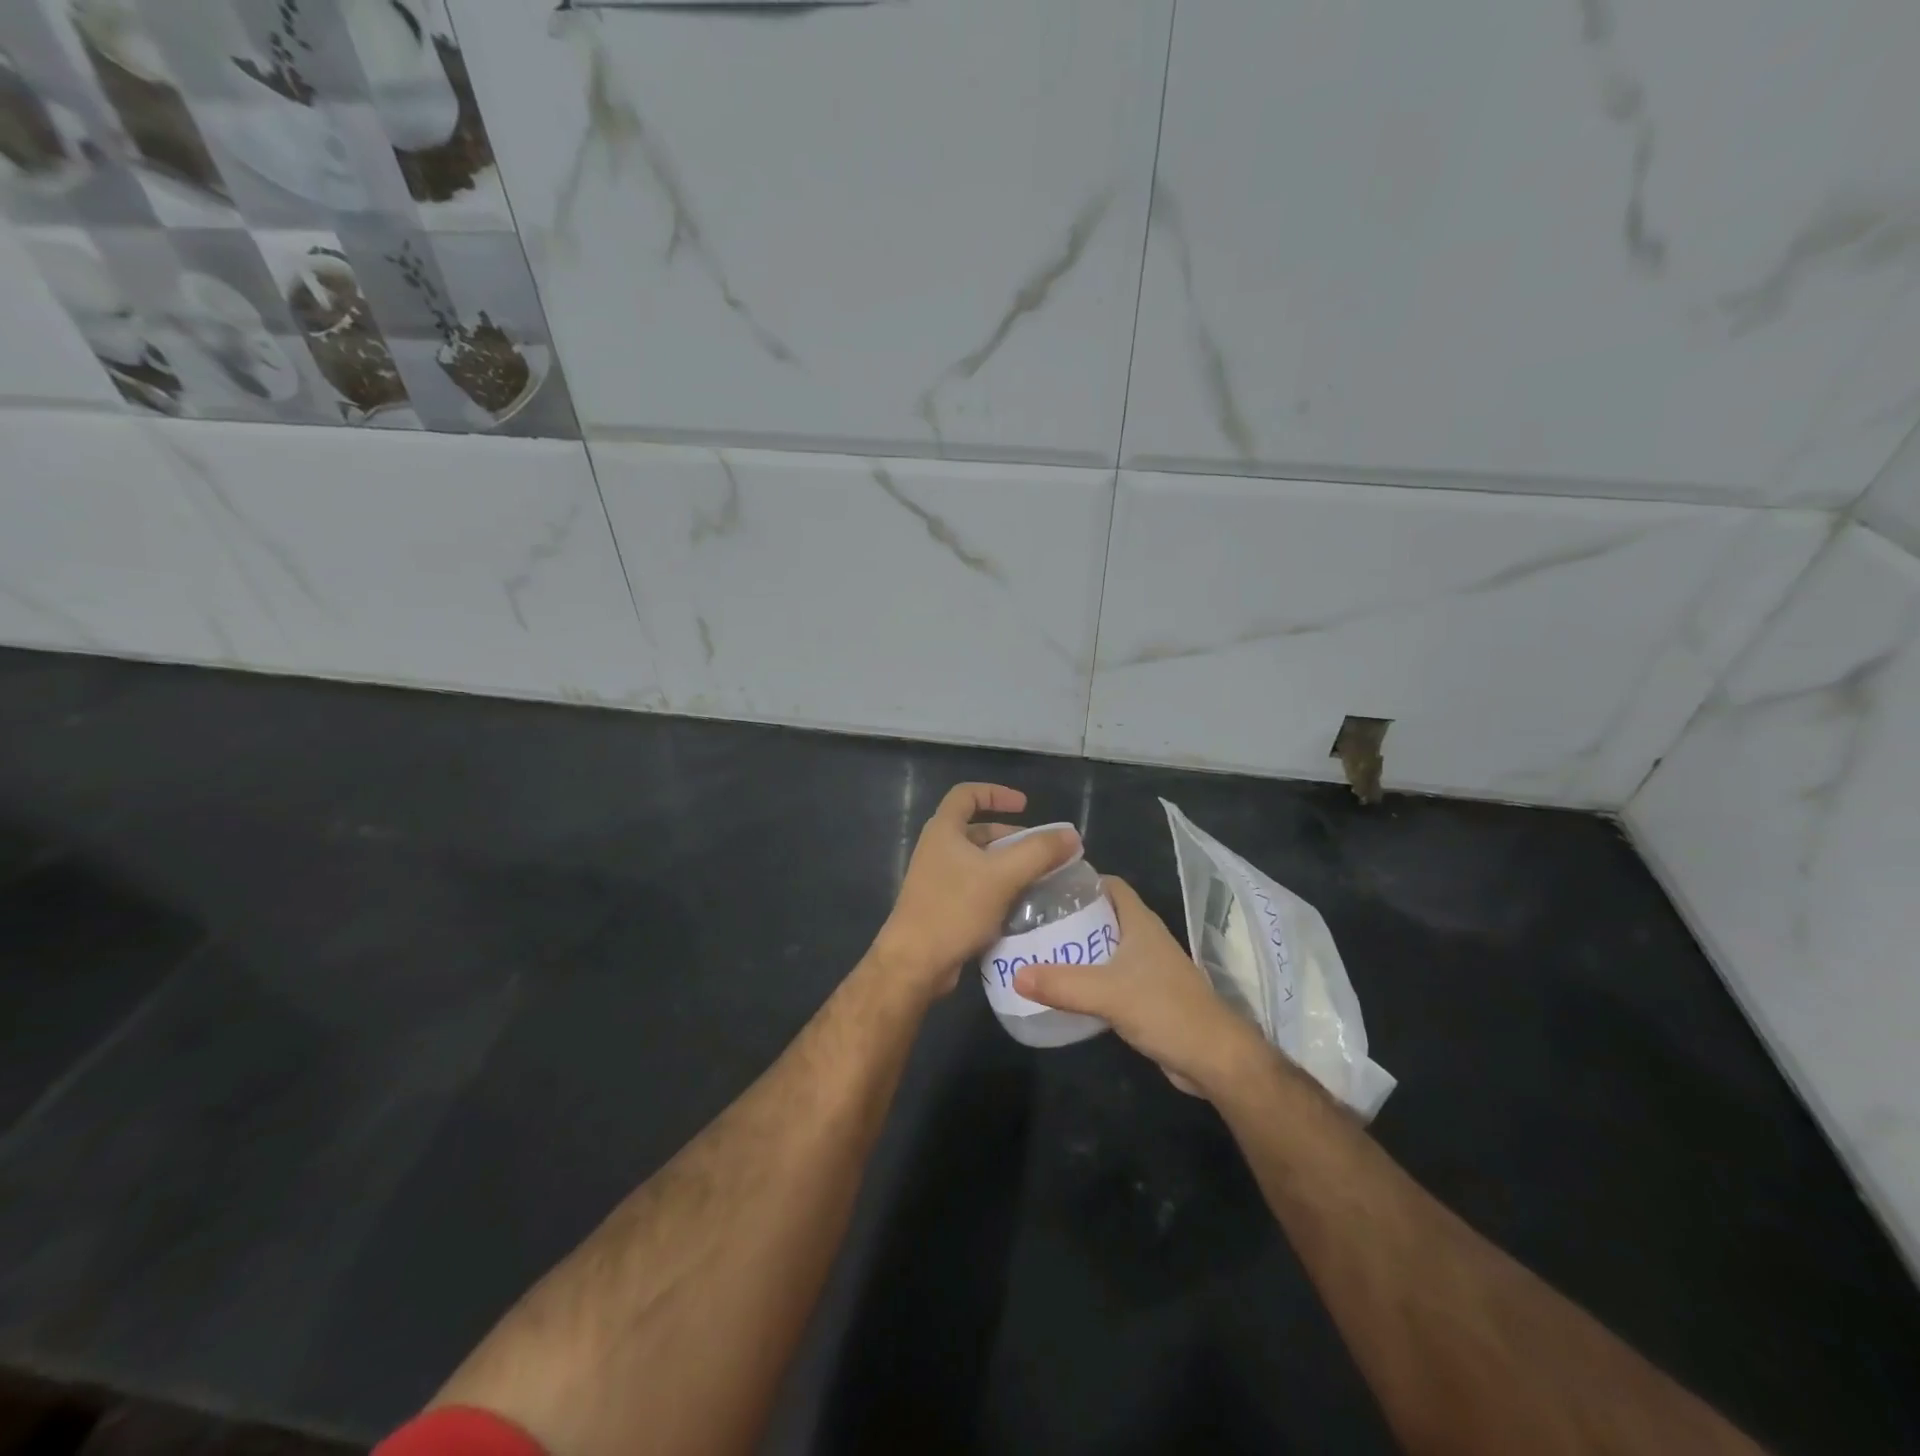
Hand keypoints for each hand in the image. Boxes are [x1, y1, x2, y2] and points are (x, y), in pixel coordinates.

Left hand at [873, 783, 1081, 1000]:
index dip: (997, 793)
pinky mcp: (943, 905)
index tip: (1025, 806)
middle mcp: (937, 849)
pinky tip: (1021, 905)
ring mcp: (938, 879)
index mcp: (944, 830)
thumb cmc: (954, 909)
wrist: (914, 963)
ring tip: (1039, 878)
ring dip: (1008, 865)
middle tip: (1043, 851)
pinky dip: (999, 888)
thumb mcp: (1002, 876)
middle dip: (1012, 837)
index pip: (967, 794)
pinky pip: (976, 887)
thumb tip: (1072, 836)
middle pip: (978, 829)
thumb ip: (1039, 852)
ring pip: (979, 861)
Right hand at [1015, 876, 1266, 1094]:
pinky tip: (1062, 987)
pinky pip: (1110, 976)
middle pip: (1103, 915)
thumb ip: (1062, 984)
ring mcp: (1147, 968)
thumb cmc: (1166, 1010)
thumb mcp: (1108, 994)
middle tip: (1032, 921)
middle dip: (1070, 916)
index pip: (1109, 885)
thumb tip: (1015, 975)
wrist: (1213, 1059)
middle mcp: (1144, 938)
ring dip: (1077, 948)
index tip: (1045, 886)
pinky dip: (1087, 977)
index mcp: (1140, 922)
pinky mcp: (1146, 996)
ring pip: (1106, 947)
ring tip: (1038, 951)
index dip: (1080, 880)